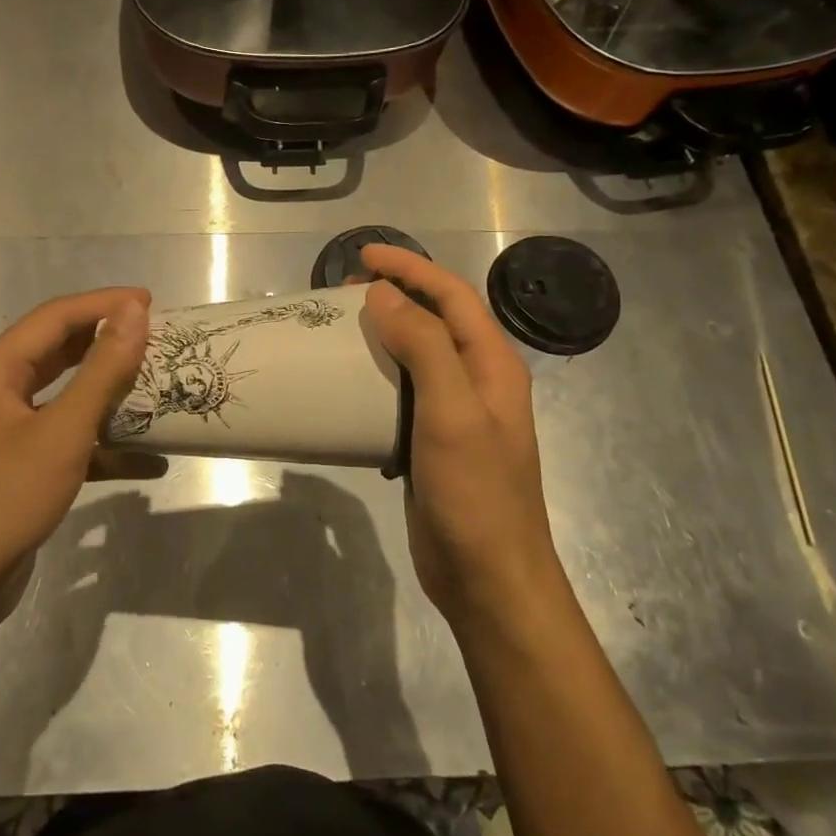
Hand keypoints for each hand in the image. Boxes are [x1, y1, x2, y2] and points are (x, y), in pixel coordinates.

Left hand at [0, 287, 149, 627]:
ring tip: (156, 388)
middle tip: (156, 339)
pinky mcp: (19, 466)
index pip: (55, 317)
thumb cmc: (3, 498)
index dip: (104, 304)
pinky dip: (104, 444)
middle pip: (59, 352)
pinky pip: (67, 439)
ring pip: (66, 396)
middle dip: (107, 343)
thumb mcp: (61, 432)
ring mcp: (6, 431)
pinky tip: (148, 460)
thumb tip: (135, 313)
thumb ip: (102, 371)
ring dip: (110, 394)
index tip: (151, 301)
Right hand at [360, 244, 561, 625]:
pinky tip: (349, 384)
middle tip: (345, 293)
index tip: (364, 257)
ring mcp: (456, 414)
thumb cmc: (475, 493)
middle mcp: (478, 382)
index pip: (453, 296)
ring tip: (342, 329)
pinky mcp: (432, 442)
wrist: (487, 578)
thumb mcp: (452, 412)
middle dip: (396, 295)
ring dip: (384, 334)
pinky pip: (404, 393)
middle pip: (438, 320)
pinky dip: (377, 376)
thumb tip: (384, 294)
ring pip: (418, 356)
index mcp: (493, 365)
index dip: (411, 268)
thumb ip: (425, 346)